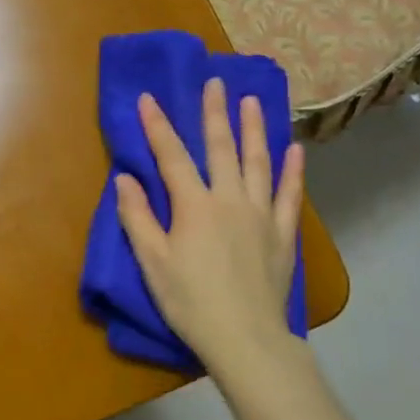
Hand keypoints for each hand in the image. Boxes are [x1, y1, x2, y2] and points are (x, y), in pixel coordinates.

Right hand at [115, 78, 304, 372]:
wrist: (244, 337)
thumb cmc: (190, 301)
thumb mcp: (153, 262)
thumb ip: (138, 217)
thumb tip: (124, 179)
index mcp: (194, 206)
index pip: (171, 156)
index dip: (157, 126)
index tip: (148, 98)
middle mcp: (229, 199)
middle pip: (220, 148)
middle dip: (215, 113)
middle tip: (215, 82)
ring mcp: (260, 214)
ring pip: (258, 162)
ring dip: (254, 129)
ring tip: (253, 101)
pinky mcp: (282, 233)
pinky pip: (289, 195)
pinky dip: (292, 170)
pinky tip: (294, 150)